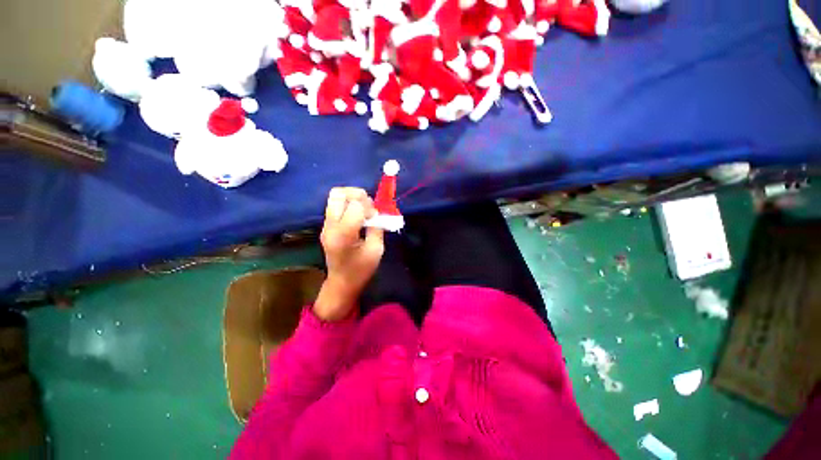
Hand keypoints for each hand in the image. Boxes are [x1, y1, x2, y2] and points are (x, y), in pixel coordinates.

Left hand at [314, 187, 384, 320]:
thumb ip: (377, 227)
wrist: (341, 283)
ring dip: (351, 197)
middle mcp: (330, 227)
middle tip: (368, 205)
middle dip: (356, 194)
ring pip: (334, 197)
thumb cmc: (361, 270)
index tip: (375, 217)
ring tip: (363, 209)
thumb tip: (376, 211)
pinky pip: (335, 205)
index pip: (354, 206)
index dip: (368, 207)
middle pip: (338, 194)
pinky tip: (357, 215)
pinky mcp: (326, 226)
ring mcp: (325, 226)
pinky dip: (348, 204)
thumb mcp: (376, 250)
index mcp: (343, 235)